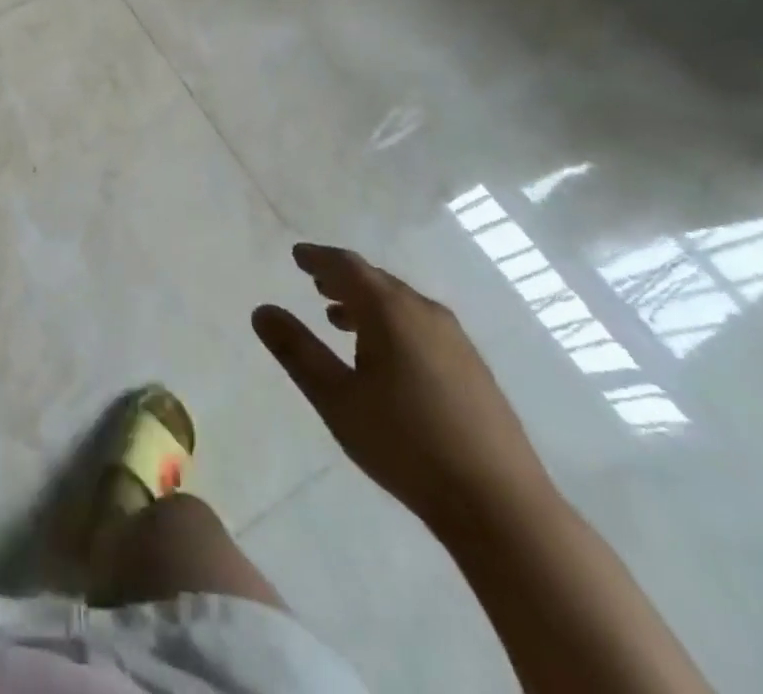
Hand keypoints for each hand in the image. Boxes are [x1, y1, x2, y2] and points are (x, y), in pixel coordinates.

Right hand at [254, 245, 553, 532]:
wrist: (501, 506)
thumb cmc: (406, 445)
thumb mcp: (336, 399)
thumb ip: (297, 351)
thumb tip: (262, 311)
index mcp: (390, 311)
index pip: (347, 267)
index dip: (318, 258)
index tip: (297, 256)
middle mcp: (425, 313)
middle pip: (377, 281)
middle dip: (343, 279)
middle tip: (315, 282)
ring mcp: (456, 341)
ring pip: (401, 305)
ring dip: (367, 304)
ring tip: (341, 319)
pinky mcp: (474, 369)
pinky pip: (421, 326)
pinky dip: (393, 324)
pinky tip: (386, 356)